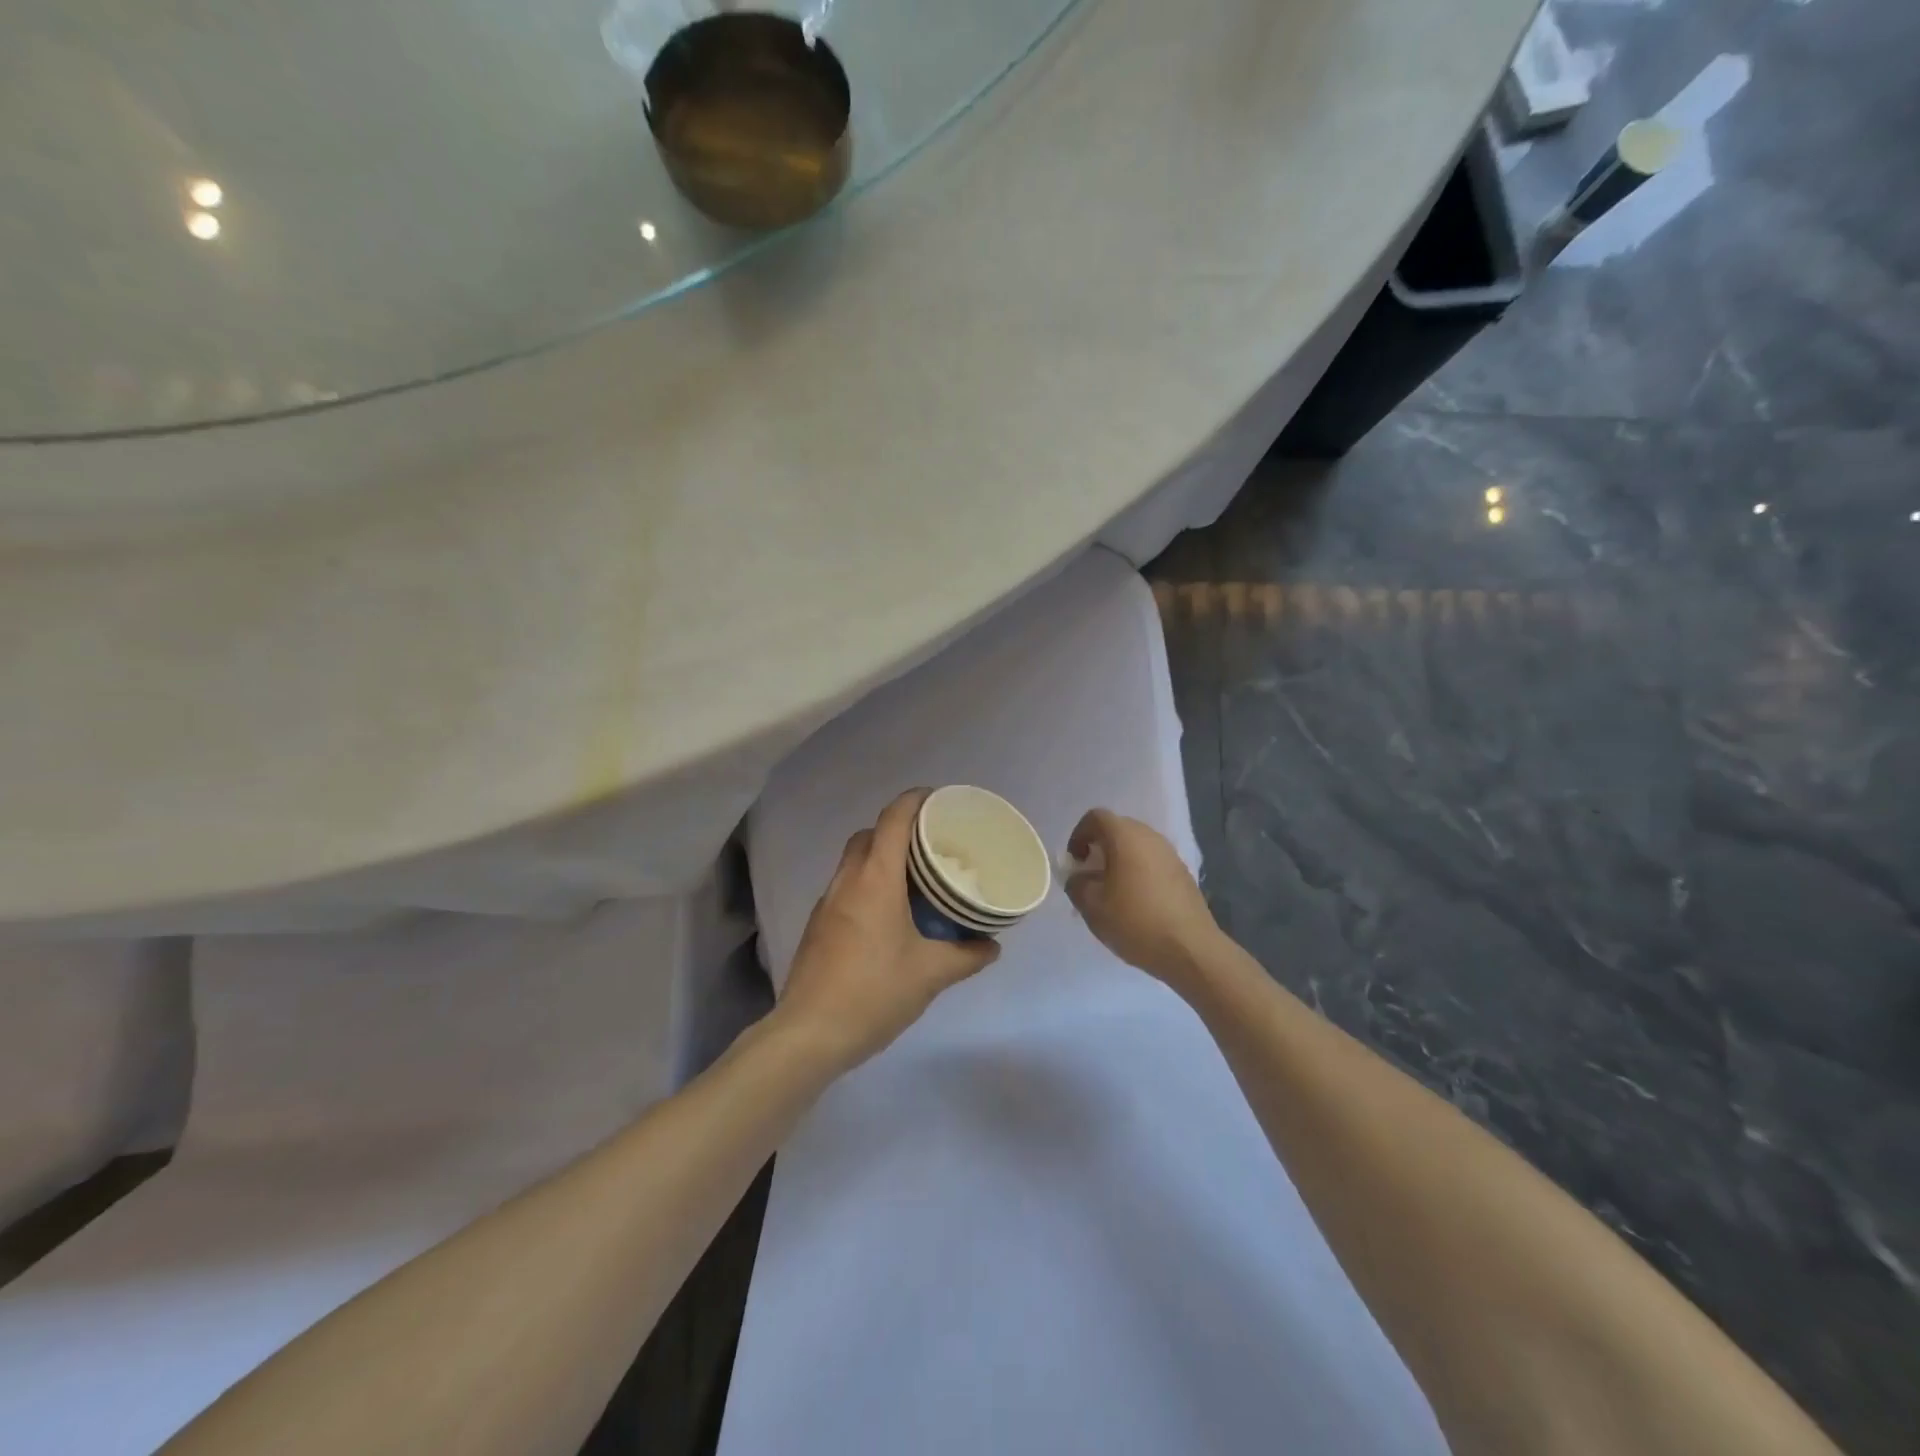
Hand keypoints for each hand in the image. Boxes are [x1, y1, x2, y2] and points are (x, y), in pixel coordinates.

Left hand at [776, 789, 999, 1072]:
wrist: (810, 1033)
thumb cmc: (874, 992)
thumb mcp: (931, 974)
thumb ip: (966, 955)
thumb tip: (992, 945)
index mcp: (876, 879)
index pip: (893, 819)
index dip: (914, 800)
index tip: (938, 798)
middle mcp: (848, 880)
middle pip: (870, 834)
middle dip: (898, 828)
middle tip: (931, 843)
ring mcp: (828, 902)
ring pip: (854, 860)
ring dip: (880, 856)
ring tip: (914, 878)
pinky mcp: (818, 925)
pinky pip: (846, 886)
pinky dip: (867, 883)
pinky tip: (888, 914)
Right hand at [1064, 809, 1221, 990]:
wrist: (1190, 949)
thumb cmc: (1135, 922)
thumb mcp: (1092, 907)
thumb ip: (1076, 884)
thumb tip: (1079, 877)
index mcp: (1125, 837)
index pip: (1096, 817)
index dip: (1079, 835)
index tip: (1075, 862)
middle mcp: (1150, 837)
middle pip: (1118, 829)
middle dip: (1099, 848)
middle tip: (1090, 876)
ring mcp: (1170, 854)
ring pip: (1137, 846)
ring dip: (1120, 861)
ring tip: (1112, 892)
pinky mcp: (1183, 873)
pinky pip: (1152, 862)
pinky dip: (1138, 872)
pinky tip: (1136, 903)